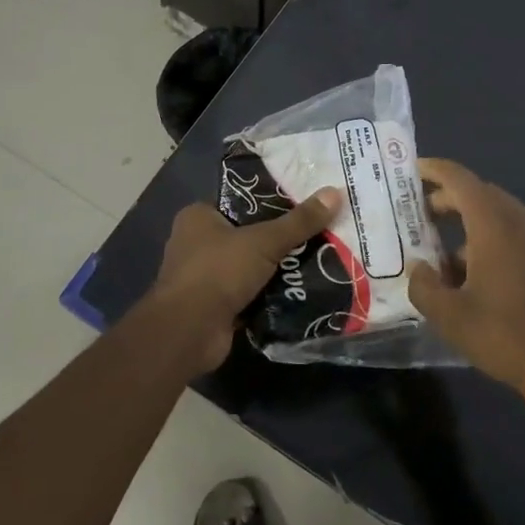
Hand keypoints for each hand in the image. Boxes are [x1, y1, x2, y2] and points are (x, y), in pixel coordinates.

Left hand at [145, 189, 342, 374]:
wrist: (189, 332)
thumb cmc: (218, 272)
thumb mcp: (264, 241)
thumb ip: (299, 221)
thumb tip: (335, 192)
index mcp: (198, 217)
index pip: (240, 202)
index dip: (271, 202)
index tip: (304, 204)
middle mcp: (196, 243)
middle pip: (247, 235)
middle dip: (278, 239)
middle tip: (317, 233)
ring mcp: (203, 277)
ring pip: (249, 266)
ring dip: (276, 270)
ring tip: (317, 261)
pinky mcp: (214, 306)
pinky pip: (249, 294)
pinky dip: (269, 295)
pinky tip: (300, 292)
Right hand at [408, 159, 524, 390]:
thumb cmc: (505, 333)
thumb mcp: (450, 316)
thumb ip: (424, 286)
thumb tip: (419, 269)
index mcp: (494, 224)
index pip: (459, 179)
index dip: (434, 170)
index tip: (412, 171)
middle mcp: (520, 221)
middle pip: (480, 193)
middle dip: (448, 199)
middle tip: (419, 214)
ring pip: (498, 215)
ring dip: (468, 224)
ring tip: (439, 254)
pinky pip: (514, 234)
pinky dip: (488, 240)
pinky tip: (471, 274)